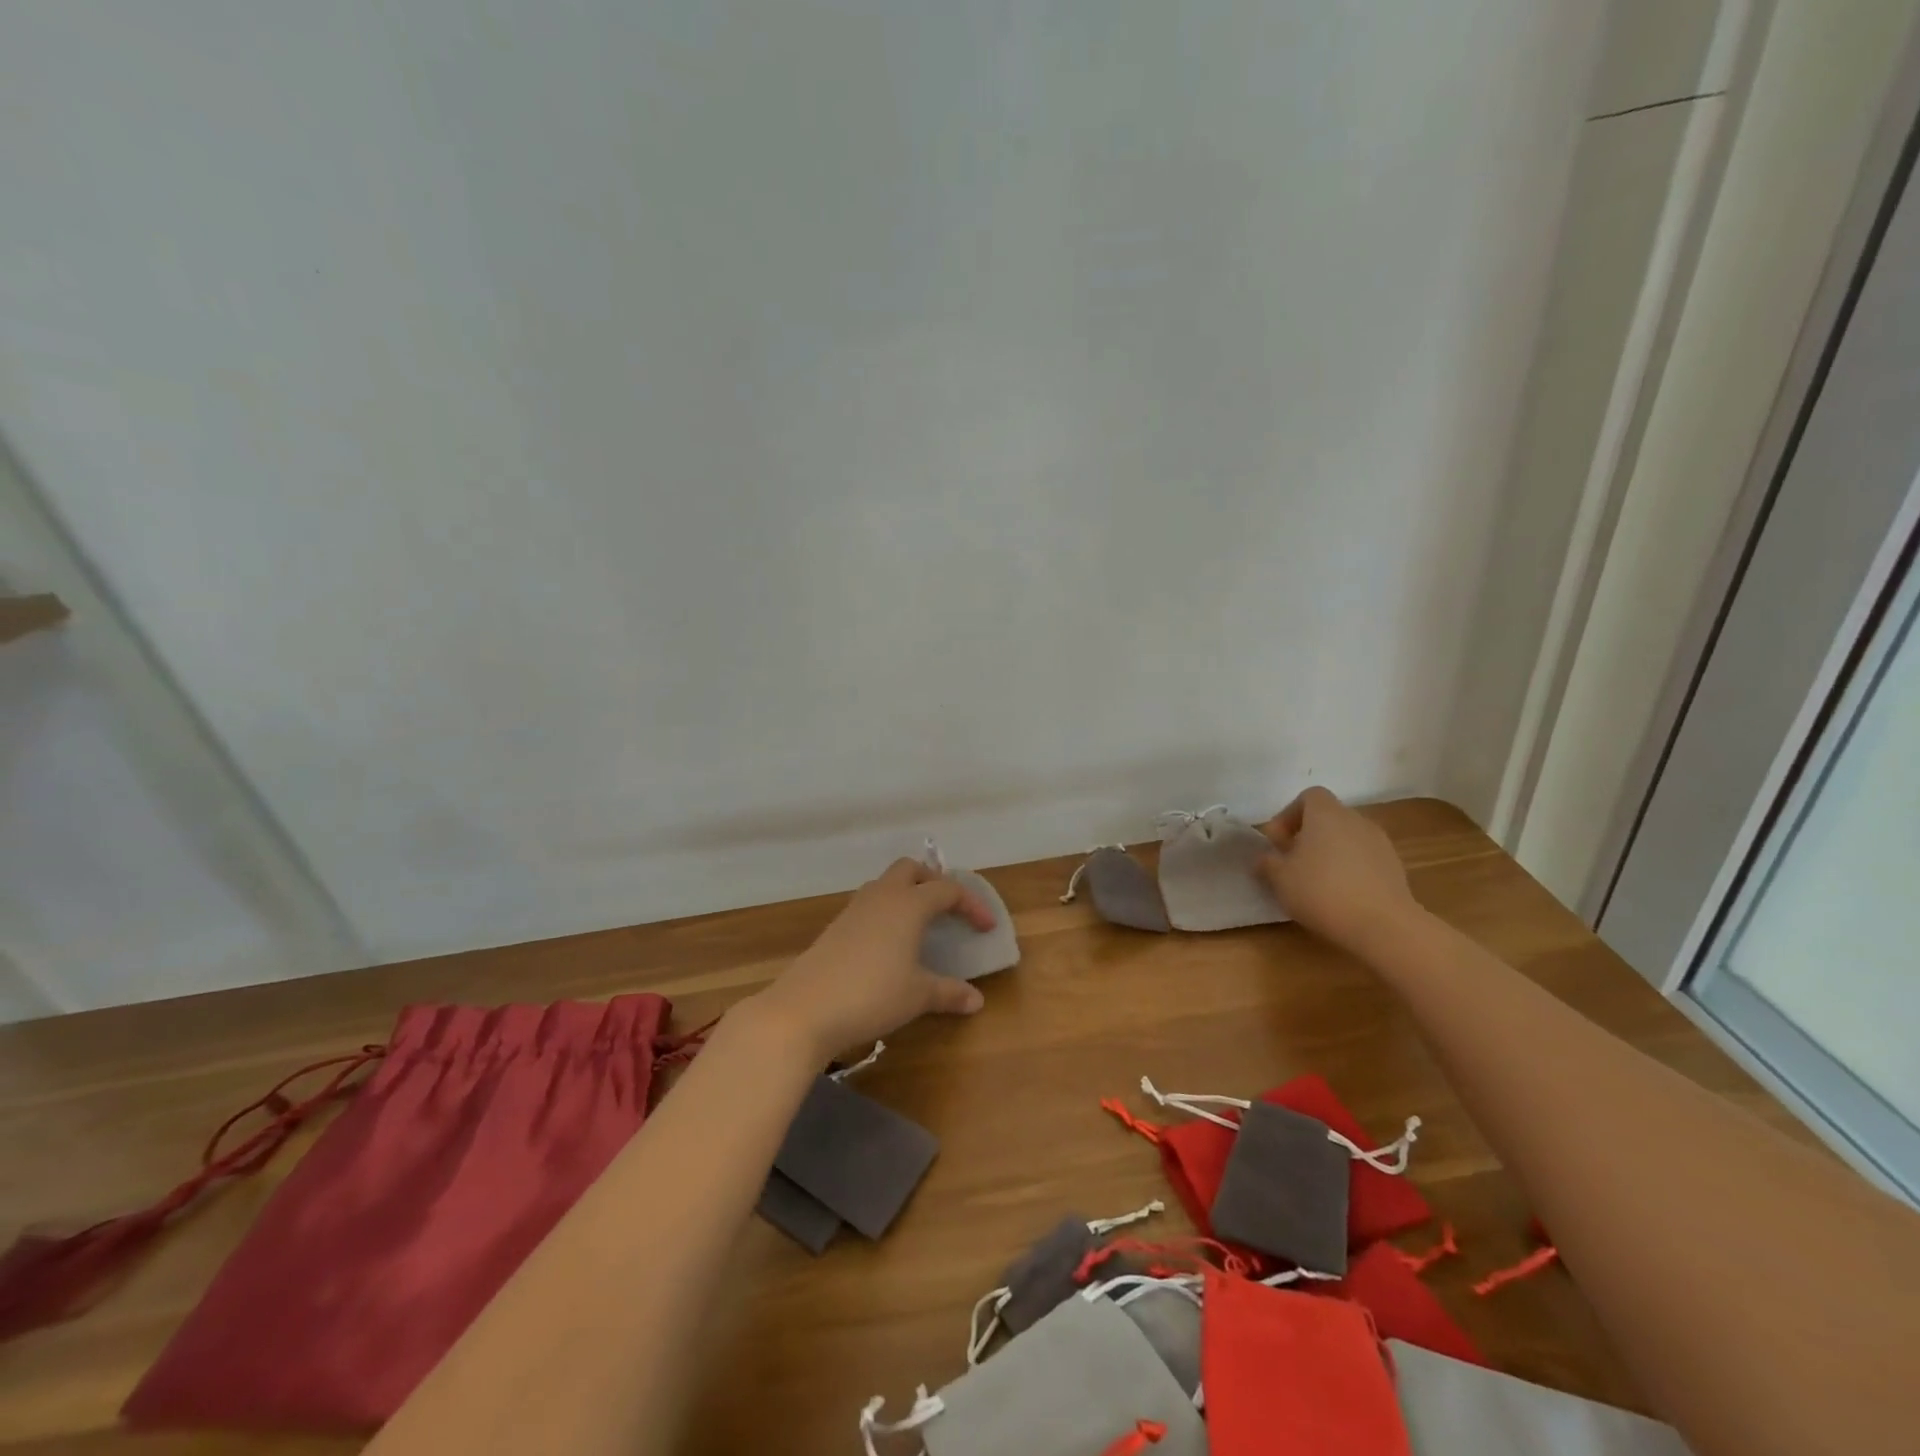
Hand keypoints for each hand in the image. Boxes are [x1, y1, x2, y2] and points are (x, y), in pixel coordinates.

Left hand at [748, 858, 995, 1062]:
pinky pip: (868, 905)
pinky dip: (885, 911)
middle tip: (948, 907)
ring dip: (906, 893)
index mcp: (908, 905)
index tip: (986, 927)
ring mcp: (854, 910)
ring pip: (885, 884)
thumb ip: (949, 993)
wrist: (805, 1009)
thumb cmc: (872, 995)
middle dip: (932, 880)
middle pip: (910, 869)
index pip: (947, 890)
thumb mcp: (918, 996)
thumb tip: (976, 1000)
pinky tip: (889, 943)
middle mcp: (882, 897)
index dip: (971, 905)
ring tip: (920, 923)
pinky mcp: (835, 927)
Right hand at [1257, 787, 1421, 954]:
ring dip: (1330, 853)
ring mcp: (1381, 843)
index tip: (1278, 842)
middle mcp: (1356, 820)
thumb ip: (1268, 863)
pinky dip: (1351, 869)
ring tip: (1317, 883)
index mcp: (1327, 814)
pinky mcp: (1396, 868)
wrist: (1383, 925)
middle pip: (1329, 817)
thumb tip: (1266, 858)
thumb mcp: (1280, 878)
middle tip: (1293, 863)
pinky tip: (1342, 896)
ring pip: (1348, 839)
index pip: (1309, 796)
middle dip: (1308, 836)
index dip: (1289, 815)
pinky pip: (1365, 859)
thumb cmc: (1322, 891)